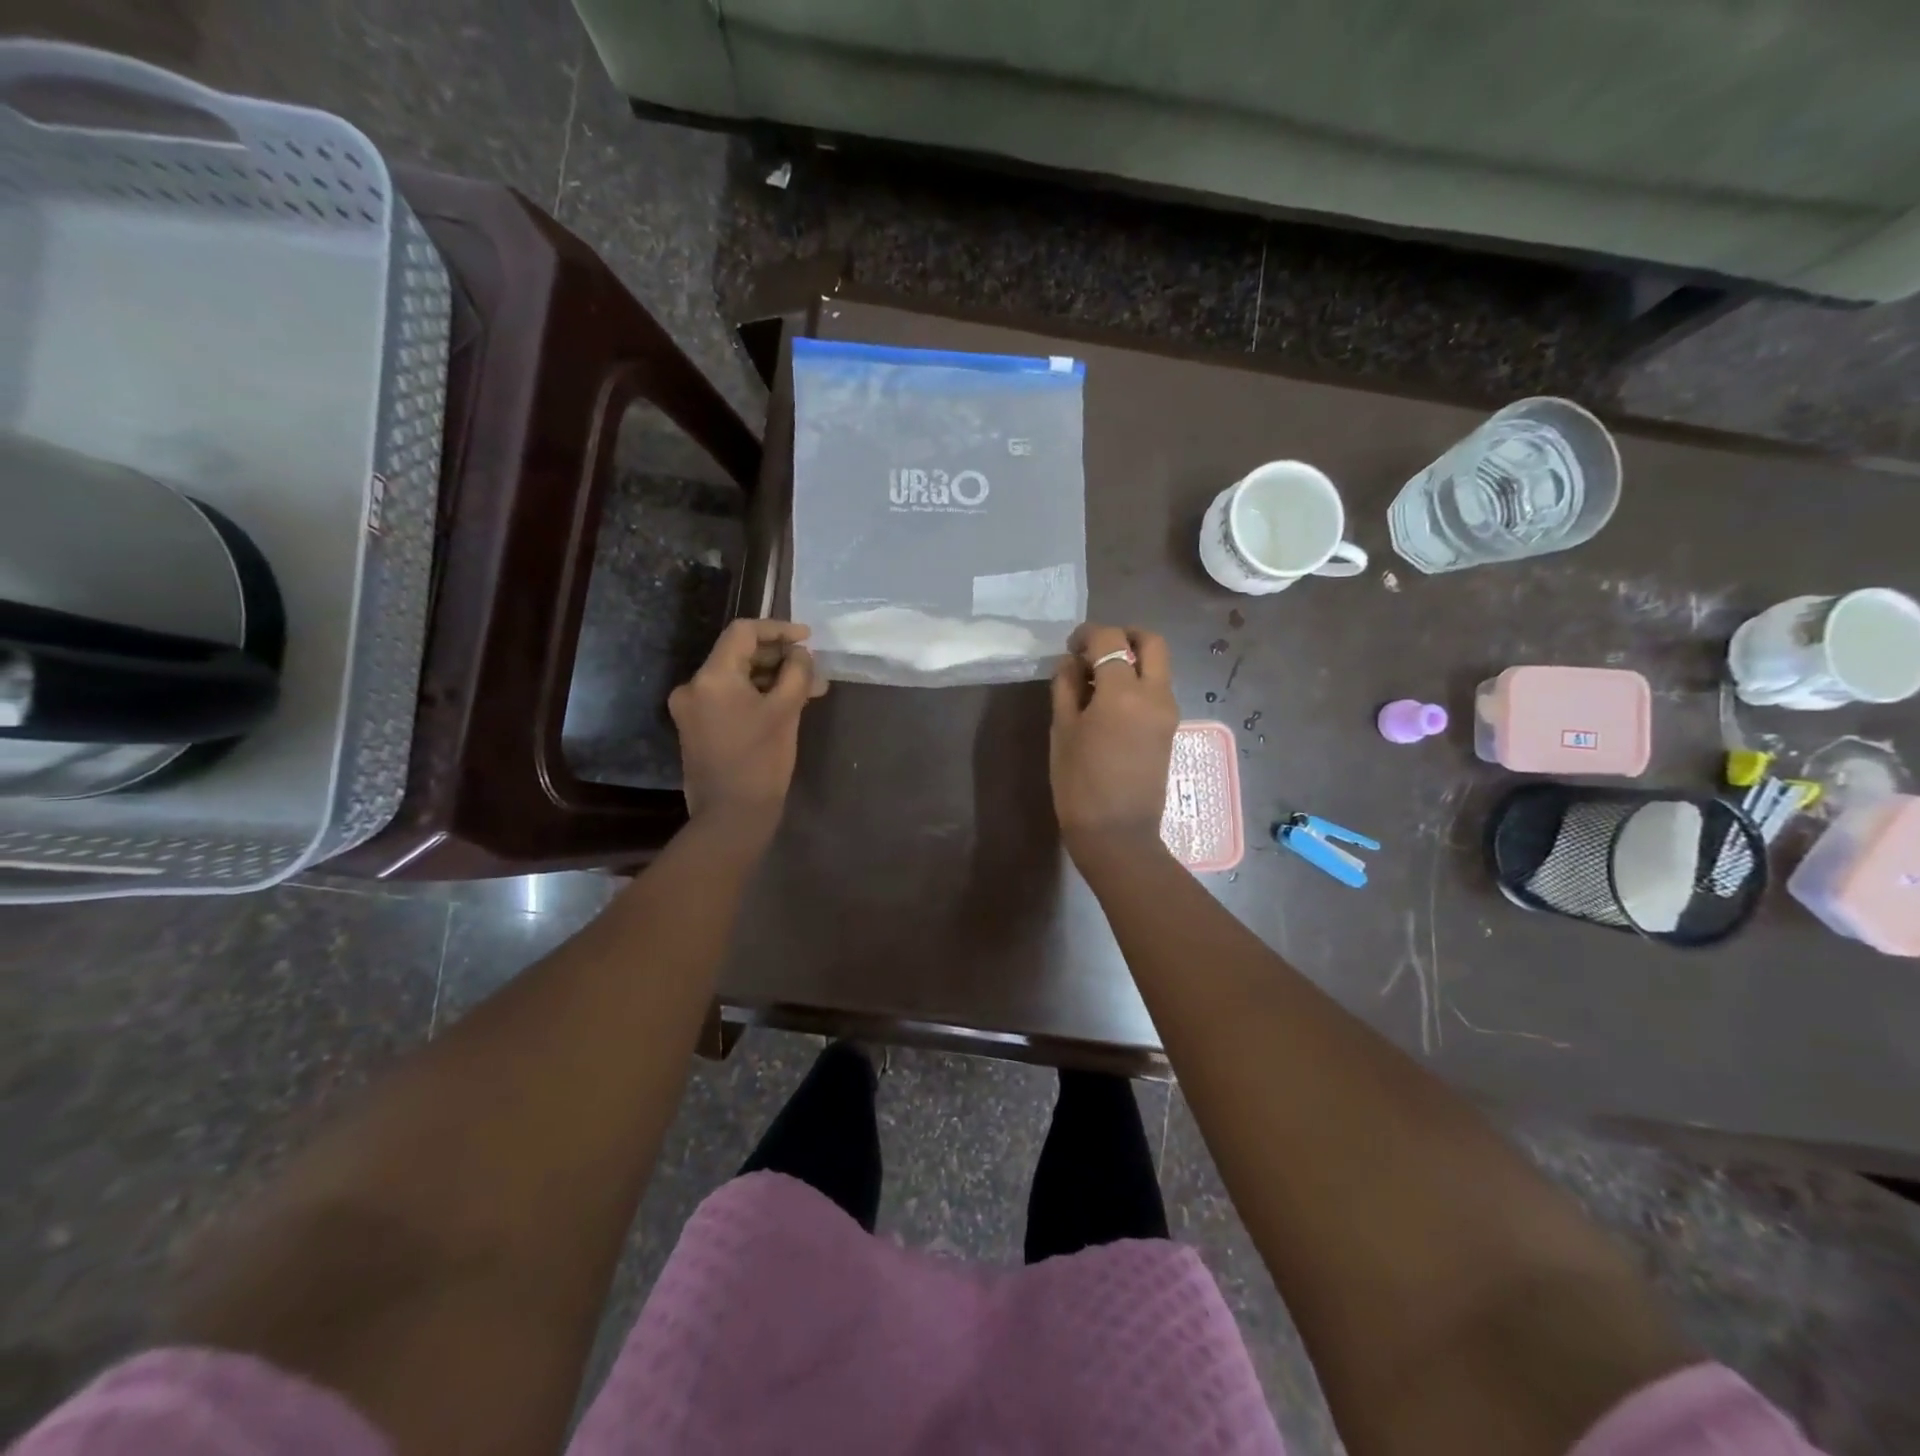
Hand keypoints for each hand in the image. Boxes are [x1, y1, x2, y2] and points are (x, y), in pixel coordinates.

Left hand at [669, 619, 825, 843]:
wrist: (731, 816)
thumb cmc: (761, 761)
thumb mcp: (787, 711)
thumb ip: (796, 672)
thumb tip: (800, 654)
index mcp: (712, 676)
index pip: (744, 632)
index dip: (778, 629)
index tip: (808, 638)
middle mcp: (694, 686)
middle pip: (739, 654)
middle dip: (779, 658)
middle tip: (813, 669)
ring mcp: (692, 708)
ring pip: (736, 678)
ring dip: (771, 678)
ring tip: (808, 689)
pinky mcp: (697, 728)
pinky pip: (729, 699)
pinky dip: (756, 696)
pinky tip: (785, 704)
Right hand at [1049, 624, 1178, 861]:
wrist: (1117, 833)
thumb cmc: (1079, 783)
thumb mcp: (1062, 730)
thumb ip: (1065, 687)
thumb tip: (1070, 662)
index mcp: (1123, 692)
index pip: (1111, 639)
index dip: (1088, 634)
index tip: (1070, 646)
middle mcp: (1154, 694)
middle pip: (1151, 642)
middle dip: (1124, 636)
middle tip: (1096, 651)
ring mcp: (1168, 712)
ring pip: (1158, 666)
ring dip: (1132, 660)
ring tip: (1097, 681)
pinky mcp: (1170, 728)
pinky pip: (1157, 689)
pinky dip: (1138, 682)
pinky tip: (1109, 703)